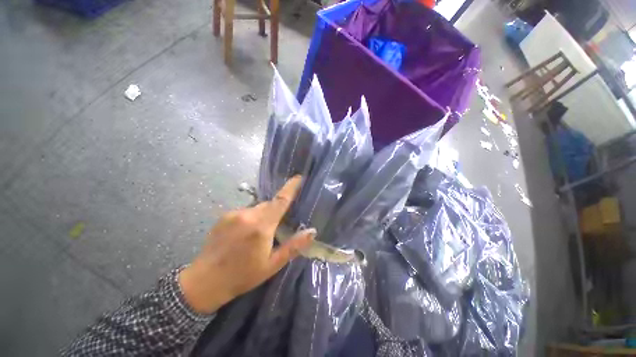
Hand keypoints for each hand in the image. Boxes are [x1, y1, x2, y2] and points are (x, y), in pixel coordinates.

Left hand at [178, 176, 315, 313]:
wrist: (205, 282)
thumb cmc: (243, 275)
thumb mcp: (272, 265)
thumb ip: (294, 246)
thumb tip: (312, 231)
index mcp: (261, 226)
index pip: (280, 200)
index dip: (291, 187)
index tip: (299, 177)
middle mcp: (248, 215)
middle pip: (269, 204)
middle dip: (276, 210)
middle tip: (276, 227)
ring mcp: (234, 214)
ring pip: (257, 208)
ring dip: (263, 216)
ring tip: (257, 236)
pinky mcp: (224, 216)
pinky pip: (245, 211)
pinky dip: (250, 218)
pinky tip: (244, 234)